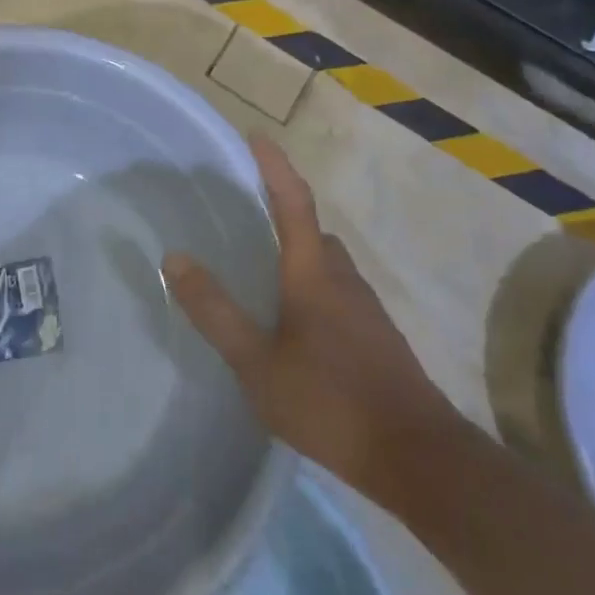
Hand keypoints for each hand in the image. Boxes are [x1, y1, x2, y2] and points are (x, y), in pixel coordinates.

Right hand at [163, 134, 462, 506]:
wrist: (419, 458)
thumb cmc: (330, 401)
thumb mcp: (256, 363)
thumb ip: (215, 311)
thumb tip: (174, 257)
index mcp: (313, 271)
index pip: (293, 201)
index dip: (274, 165)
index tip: (256, 136)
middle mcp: (343, 277)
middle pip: (313, 230)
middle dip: (284, 213)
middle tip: (249, 216)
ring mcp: (366, 308)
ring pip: (328, 264)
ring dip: (300, 255)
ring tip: (266, 274)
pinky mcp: (378, 337)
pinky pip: (339, 293)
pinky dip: (314, 289)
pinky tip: (298, 326)